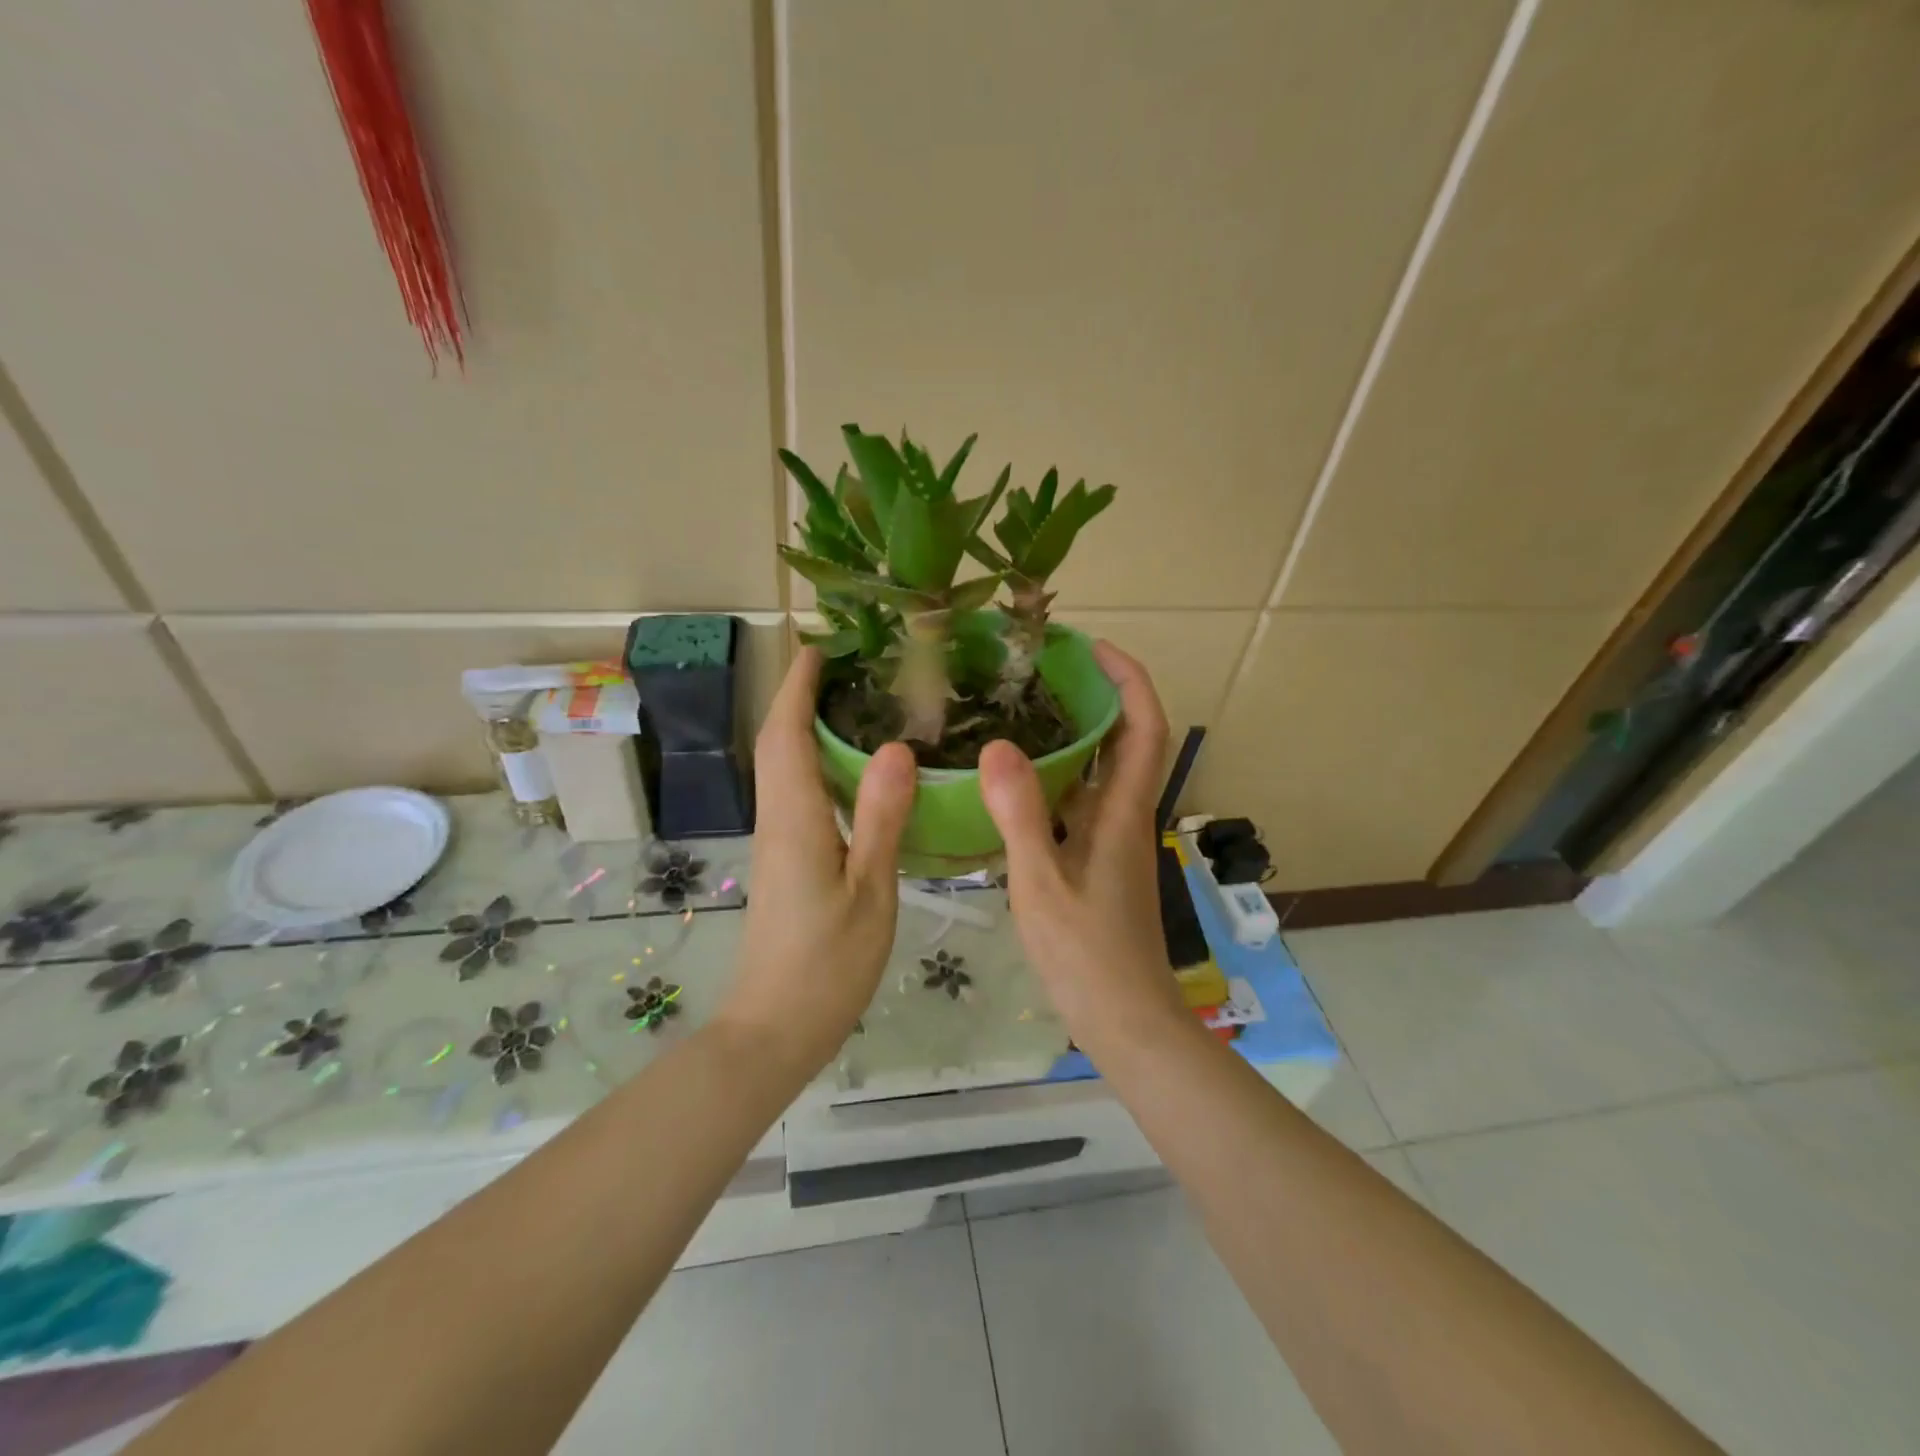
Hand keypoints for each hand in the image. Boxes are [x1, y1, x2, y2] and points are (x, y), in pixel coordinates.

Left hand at [721, 647, 915, 1074]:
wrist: (775, 1027)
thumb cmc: (827, 964)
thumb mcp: (870, 890)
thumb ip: (882, 818)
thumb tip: (896, 747)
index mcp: (795, 819)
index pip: (786, 734)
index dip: (796, 686)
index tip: (818, 646)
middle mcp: (777, 820)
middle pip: (778, 744)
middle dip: (800, 697)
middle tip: (848, 666)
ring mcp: (777, 842)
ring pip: (784, 768)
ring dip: (806, 727)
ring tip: (855, 703)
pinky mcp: (786, 861)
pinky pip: (796, 793)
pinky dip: (816, 764)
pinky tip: (853, 772)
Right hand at [980, 642, 1187, 1054]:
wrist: (1126, 1021)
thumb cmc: (1087, 956)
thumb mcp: (1042, 883)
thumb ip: (1021, 816)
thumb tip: (997, 746)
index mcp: (1122, 813)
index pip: (1144, 727)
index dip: (1128, 679)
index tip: (1093, 647)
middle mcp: (1125, 817)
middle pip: (1125, 740)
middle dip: (1097, 696)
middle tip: (1043, 670)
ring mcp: (1114, 841)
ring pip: (1100, 773)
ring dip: (1075, 736)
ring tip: (1021, 712)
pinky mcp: (1099, 863)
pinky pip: (1080, 803)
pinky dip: (1057, 779)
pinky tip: (1014, 783)